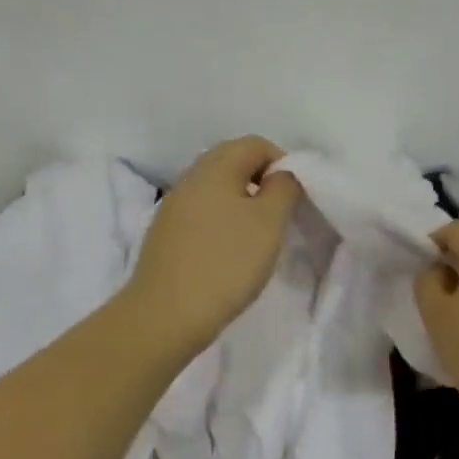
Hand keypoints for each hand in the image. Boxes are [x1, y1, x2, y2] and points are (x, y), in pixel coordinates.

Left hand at [126, 136, 303, 354]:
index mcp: (214, 167)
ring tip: (256, 238)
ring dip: (241, 204)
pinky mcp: (165, 234)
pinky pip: (201, 213)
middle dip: (261, 182)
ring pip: (216, 189)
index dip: (282, 163)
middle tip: (278, 217)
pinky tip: (228, 253)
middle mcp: (189, 178)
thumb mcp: (269, 222)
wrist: (166, 315)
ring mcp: (173, 206)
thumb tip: (282, 174)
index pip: (255, 143)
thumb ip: (284, 187)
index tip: (293, 198)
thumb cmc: (226, 263)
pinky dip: (221, 223)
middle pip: (232, 162)